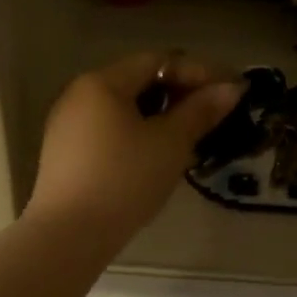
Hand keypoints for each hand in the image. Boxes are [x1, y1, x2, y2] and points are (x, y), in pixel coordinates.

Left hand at [25, 53, 242, 250]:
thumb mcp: (170, 144)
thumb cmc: (124, 180)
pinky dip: (137, 133)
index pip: (157, 60)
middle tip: (212, 114)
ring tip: (189, 137)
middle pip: (137, 81)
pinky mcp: (64, 153)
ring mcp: (67, 124)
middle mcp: (79, 94)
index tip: (228, 91)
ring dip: (159, 116)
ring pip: (122, 108)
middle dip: (178, 94)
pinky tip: (156, 156)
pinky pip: (108, 130)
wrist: (68, 236)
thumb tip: (232, 87)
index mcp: (102, 82)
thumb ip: (201, 111)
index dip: (197, 72)